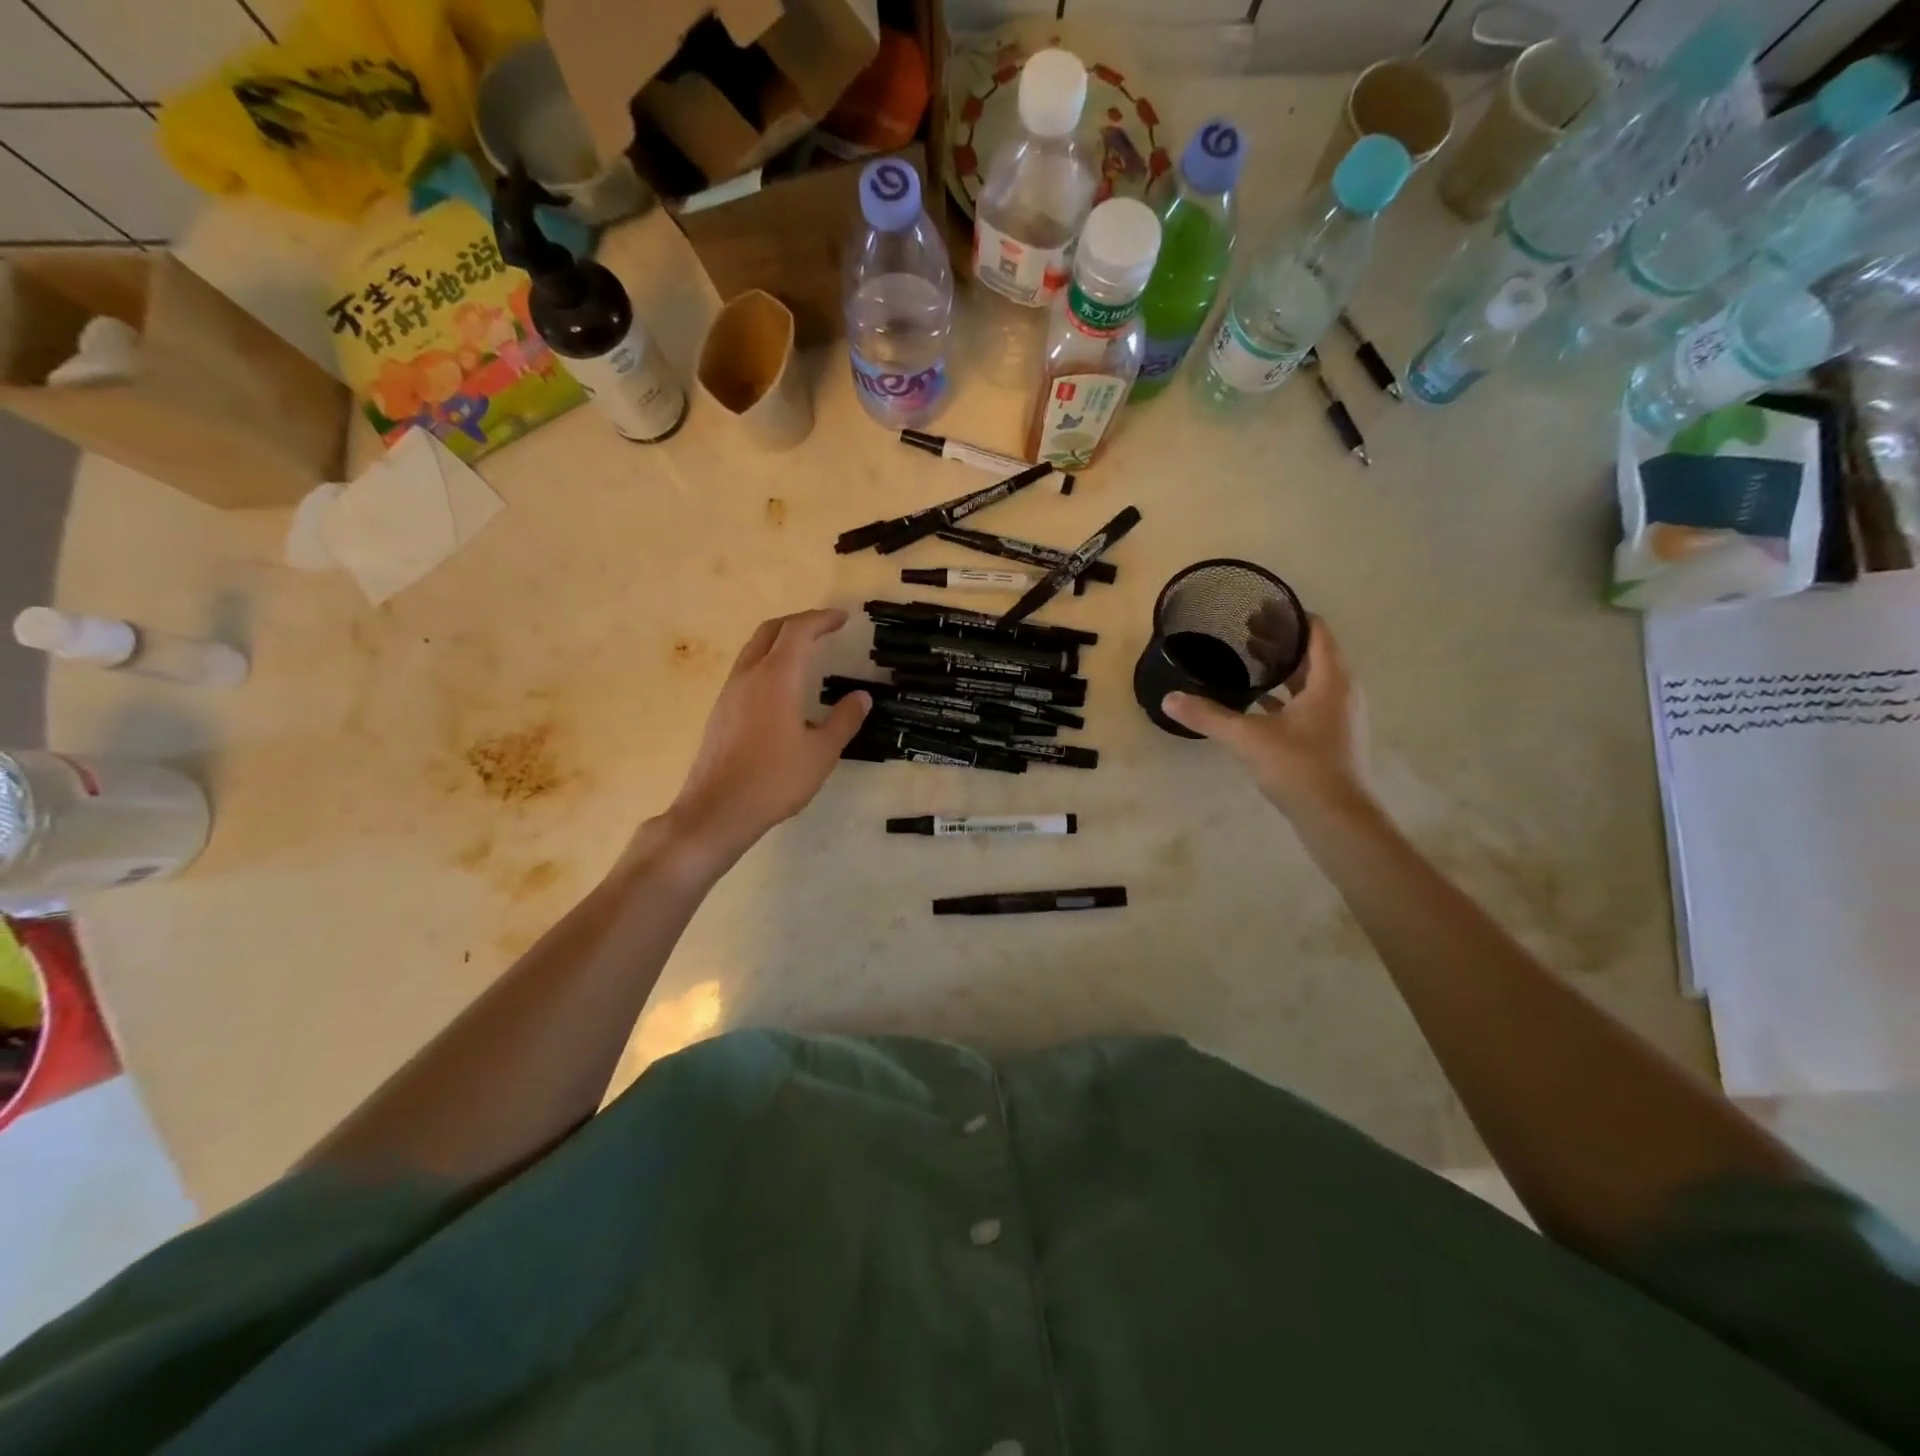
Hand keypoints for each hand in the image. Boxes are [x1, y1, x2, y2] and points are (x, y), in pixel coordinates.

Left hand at [661, 610, 869, 863]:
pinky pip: (746, 670)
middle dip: (799, 622)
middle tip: (824, 628)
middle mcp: (749, 674)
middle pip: (771, 630)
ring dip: (780, 641)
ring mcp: (730, 691)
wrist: (718, 809)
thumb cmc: (775, 779)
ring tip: (805, 652)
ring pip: (754, 648)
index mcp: (777, 677)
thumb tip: (861, 697)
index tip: (842, 618)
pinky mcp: (721, 710)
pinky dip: (768, 661)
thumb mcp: (821, 752)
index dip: (822, 619)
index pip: (798, 631)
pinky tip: (781, 686)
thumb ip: (844, 720)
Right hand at [1161, 616, 1372, 820]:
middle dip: (1279, 641)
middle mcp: (1341, 691)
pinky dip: (1286, 694)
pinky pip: (1309, 702)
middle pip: (1312, 653)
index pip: (1315, 632)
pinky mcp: (1332, 737)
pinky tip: (1258, 701)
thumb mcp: (1248, 738)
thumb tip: (1169, 699)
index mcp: (1330, 680)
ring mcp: (1340, 716)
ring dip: (1283, 668)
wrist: (1338, 819)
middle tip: (1243, 630)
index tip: (1258, 608)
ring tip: (1248, 659)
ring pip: (1311, 679)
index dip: (1288, 617)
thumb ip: (1208, 716)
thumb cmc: (1300, 768)